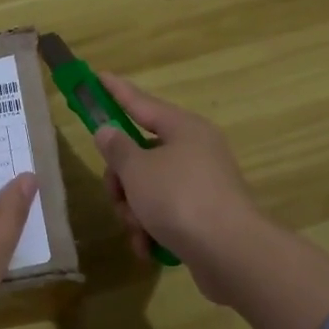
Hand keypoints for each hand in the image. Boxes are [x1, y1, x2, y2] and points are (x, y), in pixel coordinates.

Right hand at [92, 73, 269, 302]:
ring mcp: (201, 184)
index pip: (141, 103)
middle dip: (122, 179)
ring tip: (137, 229)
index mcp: (183, 128)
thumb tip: (108, 130)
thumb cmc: (179, 199)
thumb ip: (117, 148)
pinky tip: (147, 247)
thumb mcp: (137, 170)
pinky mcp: (204, 215)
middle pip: (142, 153)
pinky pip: (166, 213)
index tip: (98, 75)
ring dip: (134, 210)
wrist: (230, 253)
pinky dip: (152, 228)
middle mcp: (195, 150)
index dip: (116, 91)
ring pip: (150, 187)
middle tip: (116, 195)